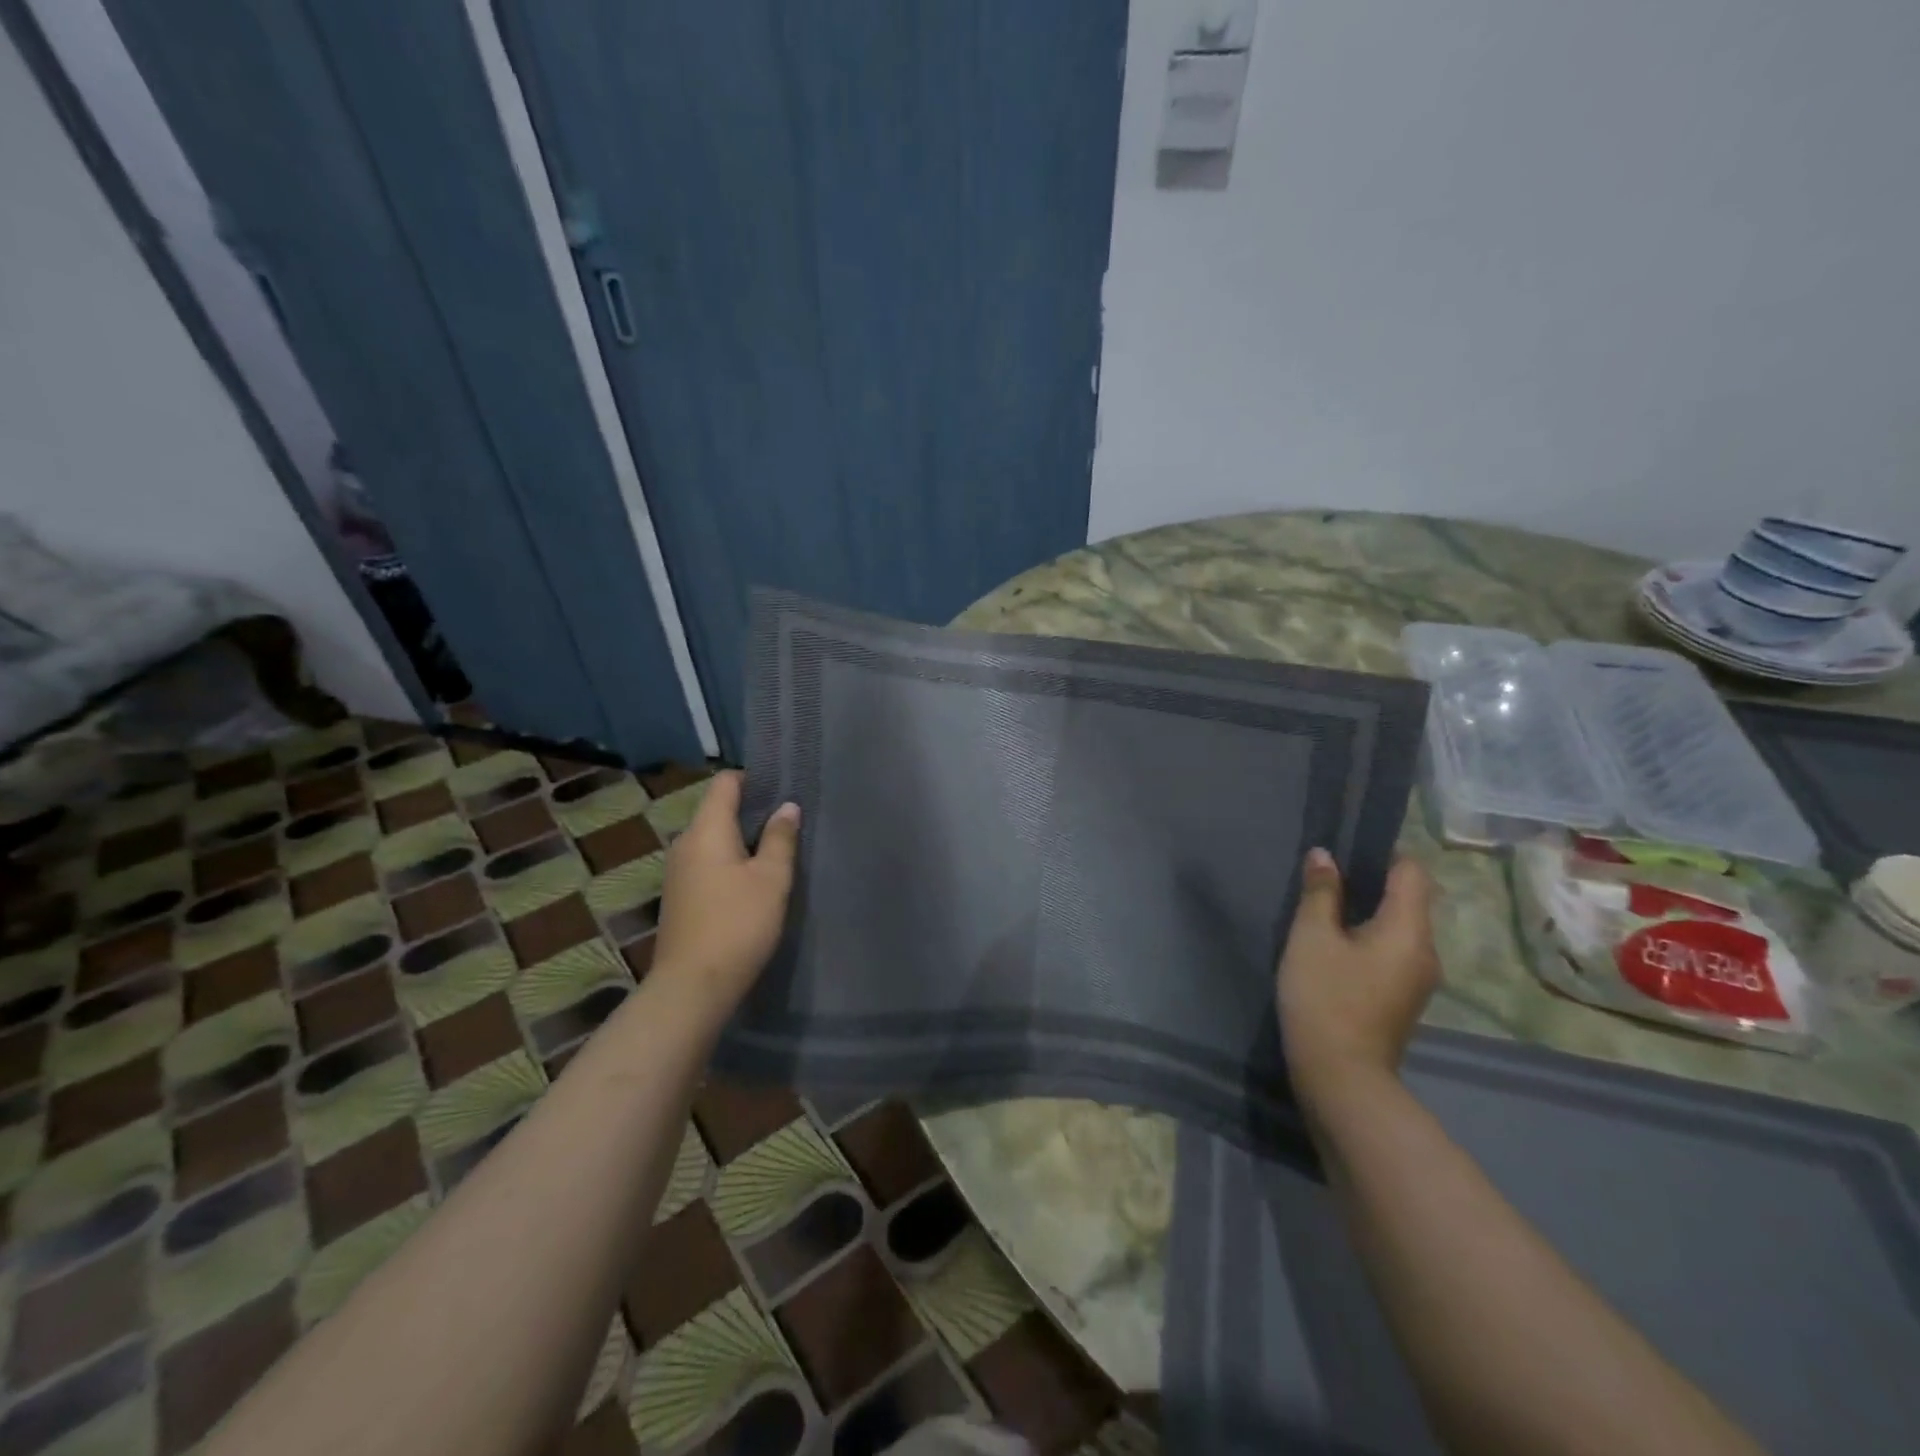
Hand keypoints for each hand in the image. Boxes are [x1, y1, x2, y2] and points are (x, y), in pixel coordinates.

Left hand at [653, 772, 799, 1011]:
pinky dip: (730, 862)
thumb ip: (780, 838)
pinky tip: (753, 882)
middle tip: (788, 822)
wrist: (692, 986)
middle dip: (752, 811)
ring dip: (742, 840)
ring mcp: (678, 871)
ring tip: (776, 851)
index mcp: (706, 830)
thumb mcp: (771, 879)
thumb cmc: (737, 924)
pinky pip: (707, 863)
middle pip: (718, 810)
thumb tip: (787, 807)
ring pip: (713, 839)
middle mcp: (685, 843)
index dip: (754, 779)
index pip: (725, 782)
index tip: (783, 789)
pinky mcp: (680, 896)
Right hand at [1277, 848, 1439, 1104]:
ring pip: (1398, 928)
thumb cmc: (1325, 997)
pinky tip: (1335, 946)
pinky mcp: (1403, 999)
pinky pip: (1392, 952)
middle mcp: (1426, 951)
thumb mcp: (1312, 937)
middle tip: (1326, 877)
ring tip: (1325, 909)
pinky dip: (1368, 939)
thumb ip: (1320, 892)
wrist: (1341, 1077)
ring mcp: (1418, 979)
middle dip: (1371, 883)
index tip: (1347, 849)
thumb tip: (1324, 855)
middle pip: (1408, 900)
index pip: (1413, 872)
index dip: (1383, 853)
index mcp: (1409, 930)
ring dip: (1367, 913)